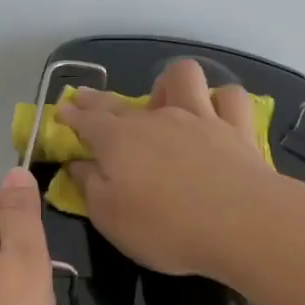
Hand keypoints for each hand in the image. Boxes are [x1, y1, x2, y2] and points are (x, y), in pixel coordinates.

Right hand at [56, 58, 278, 277]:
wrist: (241, 224)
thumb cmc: (166, 227)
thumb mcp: (110, 218)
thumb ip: (90, 187)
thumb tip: (77, 164)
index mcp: (118, 141)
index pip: (86, 120)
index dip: (71, 115)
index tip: (62, 112)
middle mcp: (156, 119)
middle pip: (120, 101)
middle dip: (99, 100)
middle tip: (87, 100)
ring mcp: (199, 118)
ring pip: (183, 77)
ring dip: (170, 84)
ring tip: (165, 102)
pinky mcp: (236, 128)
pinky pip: (230, 98)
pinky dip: (221, 101)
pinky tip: (216, 113)